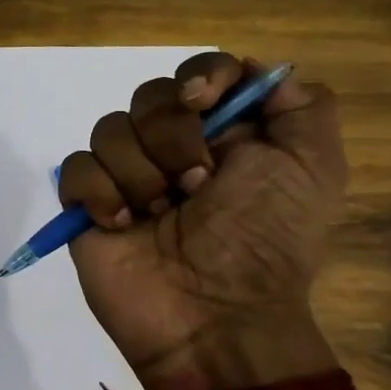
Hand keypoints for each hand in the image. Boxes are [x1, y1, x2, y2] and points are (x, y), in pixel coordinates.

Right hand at [58, 52, 346, 389]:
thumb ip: (302, 107)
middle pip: (149, 95)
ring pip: (109, 129)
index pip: (200, 72)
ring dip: (140, 175)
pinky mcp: (87, 204)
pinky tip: (123, 226)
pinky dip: (100, 194)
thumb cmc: (265, 243)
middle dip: (172, 137)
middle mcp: (172, 148)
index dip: (200, 76)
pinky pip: (76, 168)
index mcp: (225, 135)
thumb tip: (255, 71)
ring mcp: (126, 176)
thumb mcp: (314, 170)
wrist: (214, 318)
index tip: (203, 103)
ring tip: (160, 217)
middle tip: (197, 187)